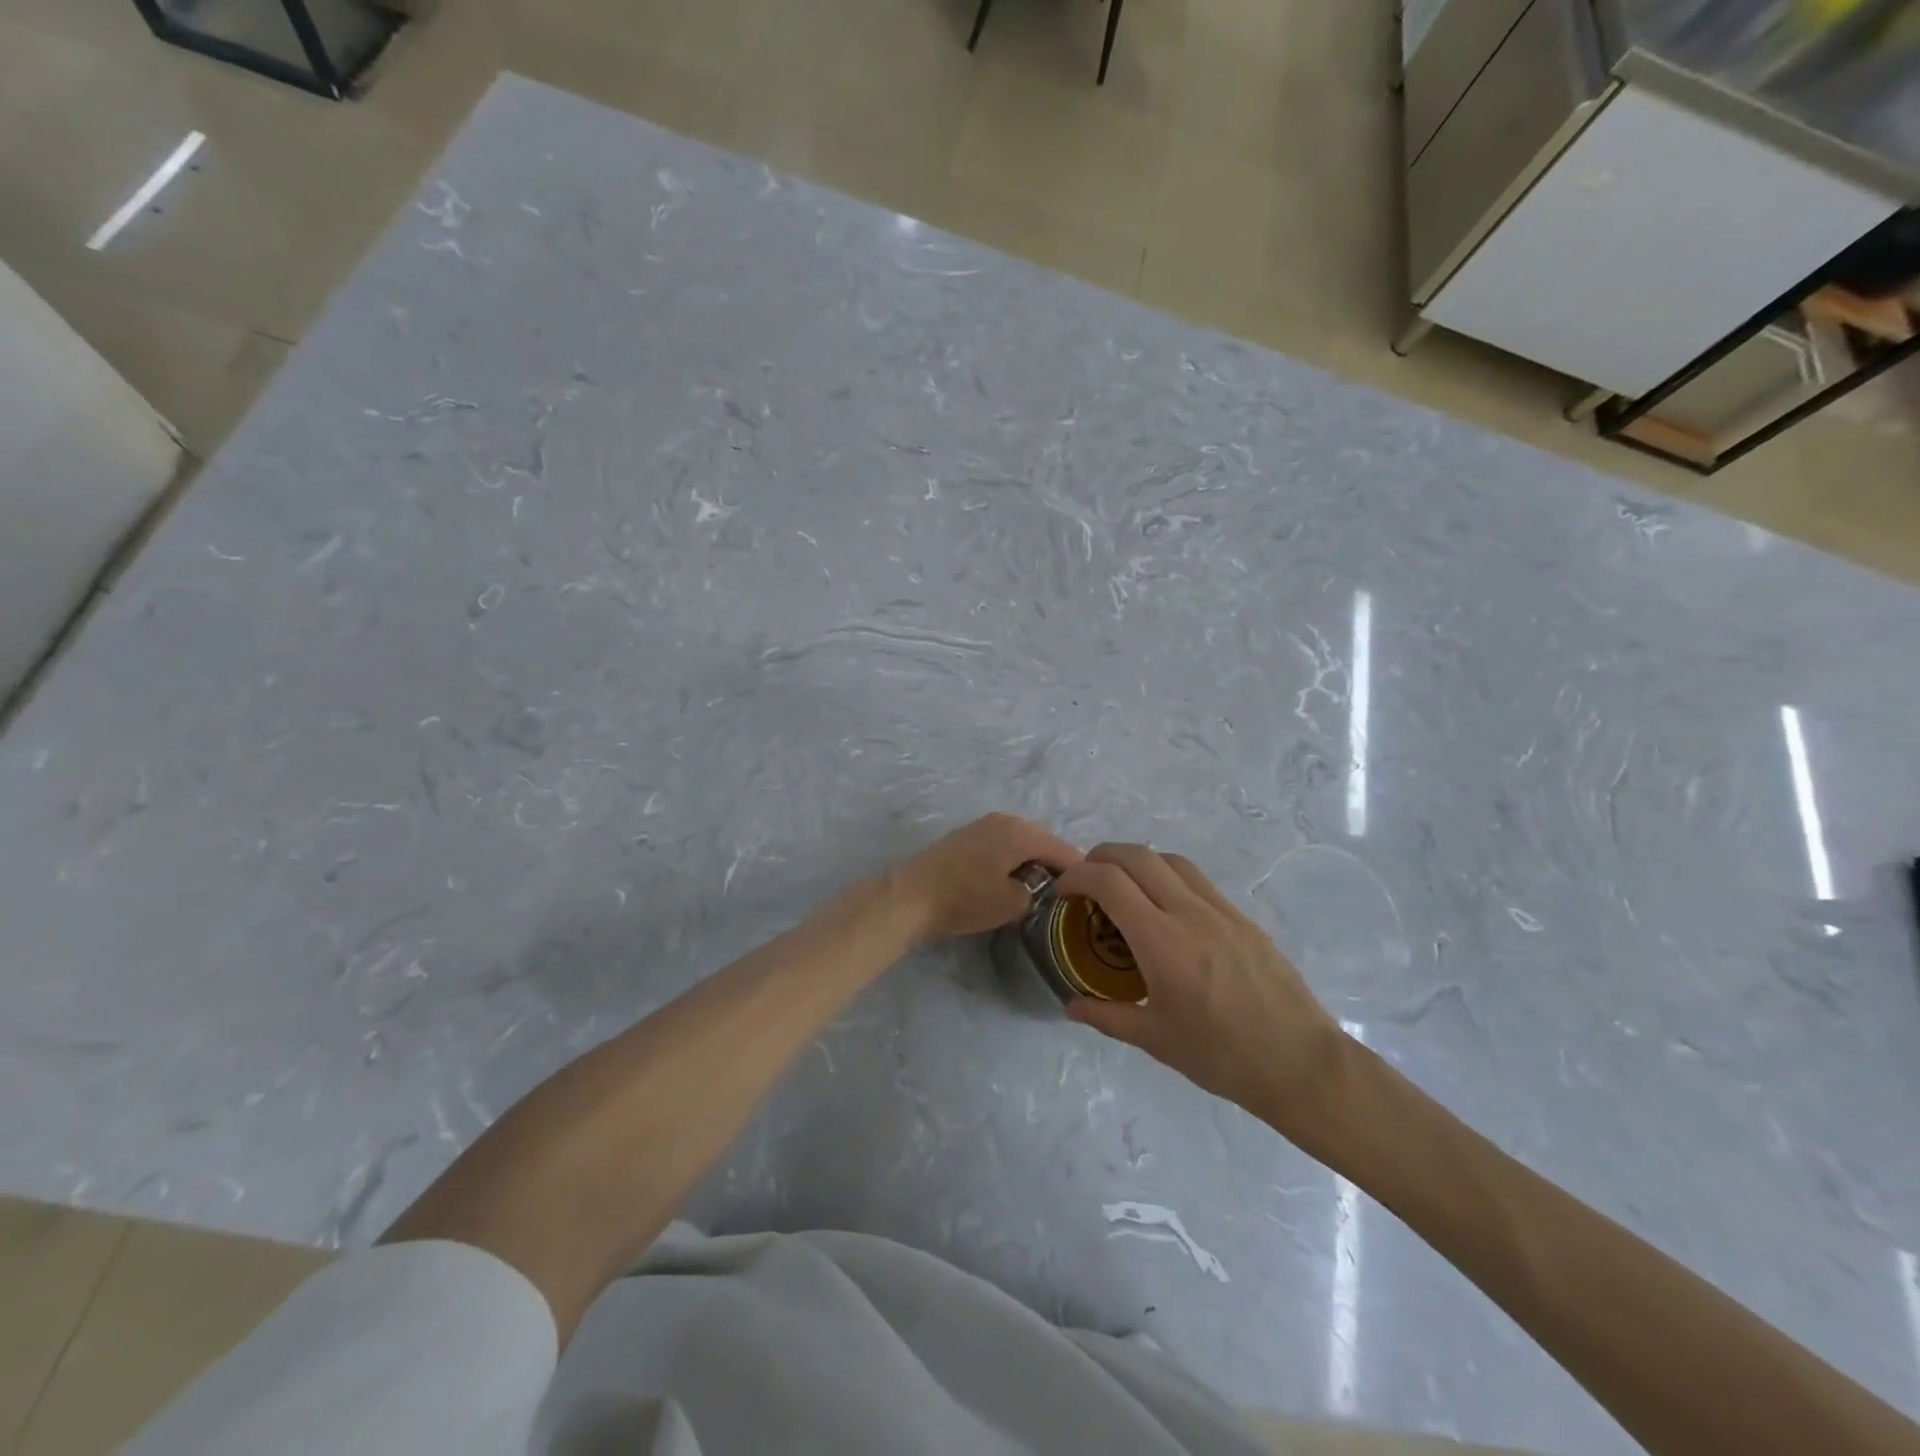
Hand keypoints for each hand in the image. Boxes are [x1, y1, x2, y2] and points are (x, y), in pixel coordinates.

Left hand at [889, 813, 1081, 945]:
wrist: (911, 895)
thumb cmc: (965, 899)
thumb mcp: (1011, 904)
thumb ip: (1035, 893)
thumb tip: (1036, 888)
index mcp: (1022, 832)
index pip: (1064, 850)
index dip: (1080, 873)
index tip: (1090, 895)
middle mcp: (1005, 819)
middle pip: (1043, 840)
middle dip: (1056, 864)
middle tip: (1065, 893)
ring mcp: (983, 824)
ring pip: (1022, 841)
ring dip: (1032, 860)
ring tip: (1039, 889)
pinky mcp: (966, 835)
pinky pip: (1003, 843)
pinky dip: (1013, 858)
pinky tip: (1010, 879)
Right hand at [1053, 844, 1349, 1142]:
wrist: (1300, 1063)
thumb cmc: (1222, 1056)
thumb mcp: (1156, 1040)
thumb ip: (1108, 1016)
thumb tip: (1070, 1005)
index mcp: (1162, 942)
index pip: (1110, 882)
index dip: (1078, 875)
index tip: (1064, 890)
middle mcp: (1190, 913)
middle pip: (1138, 856)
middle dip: (1103, 856)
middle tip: (1086, 878)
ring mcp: (1221, 911)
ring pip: (1171, 860)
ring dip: (1138, 861)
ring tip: (1124, 885)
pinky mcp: (1243, 918)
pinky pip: (1198, 880)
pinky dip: (1169, 876)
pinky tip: (1166, 907)